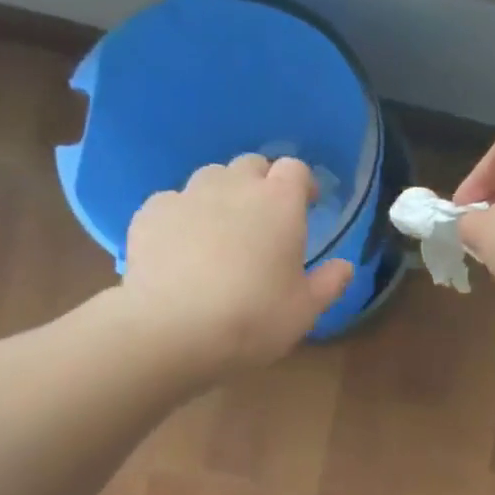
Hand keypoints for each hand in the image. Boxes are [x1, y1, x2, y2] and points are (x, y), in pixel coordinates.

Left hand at [118, 154, 352, 373]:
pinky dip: (184, 216)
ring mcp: (187, 195)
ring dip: (223, 194)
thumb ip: (329, 282)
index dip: (302, 184)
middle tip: (266, 218)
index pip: (295, 169)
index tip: (307, 205)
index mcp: (279, 203)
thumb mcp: (305, 310)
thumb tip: (345, 266)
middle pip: (251, 164)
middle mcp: (233, 187)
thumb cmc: (254, 318)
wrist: (172, 330)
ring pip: (210, 178)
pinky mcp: (150, 213)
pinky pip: (173, 202)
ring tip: (223, 230)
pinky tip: (183, 247)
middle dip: (262, 183)